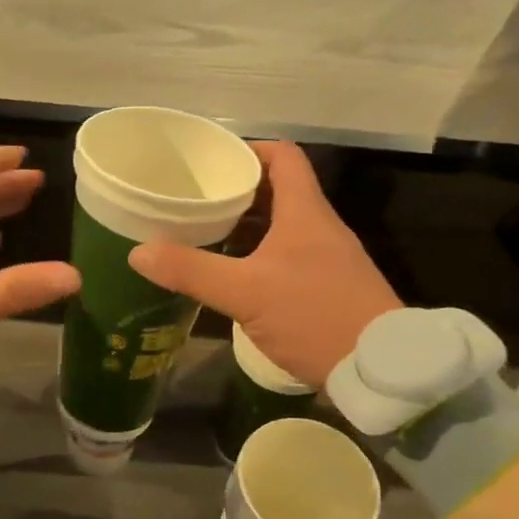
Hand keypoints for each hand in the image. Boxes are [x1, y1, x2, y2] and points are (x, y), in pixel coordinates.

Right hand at [128, 141, 398, 388]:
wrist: (380, 369)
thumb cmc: (314, 316)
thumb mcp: (245, 293)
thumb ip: (192, 271)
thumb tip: (138, 253)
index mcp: (305, 212)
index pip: (283, 157)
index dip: (248, 150)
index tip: (212, 161)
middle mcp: (320, 227)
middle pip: (278, 192)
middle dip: (236, 193)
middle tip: (194, 201)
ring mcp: (328, 259)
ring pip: (281, 227)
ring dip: (246, 228)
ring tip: (204, 236)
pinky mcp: (329, 287)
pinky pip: (288, 257)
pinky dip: (258, 257)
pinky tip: (234, 278)